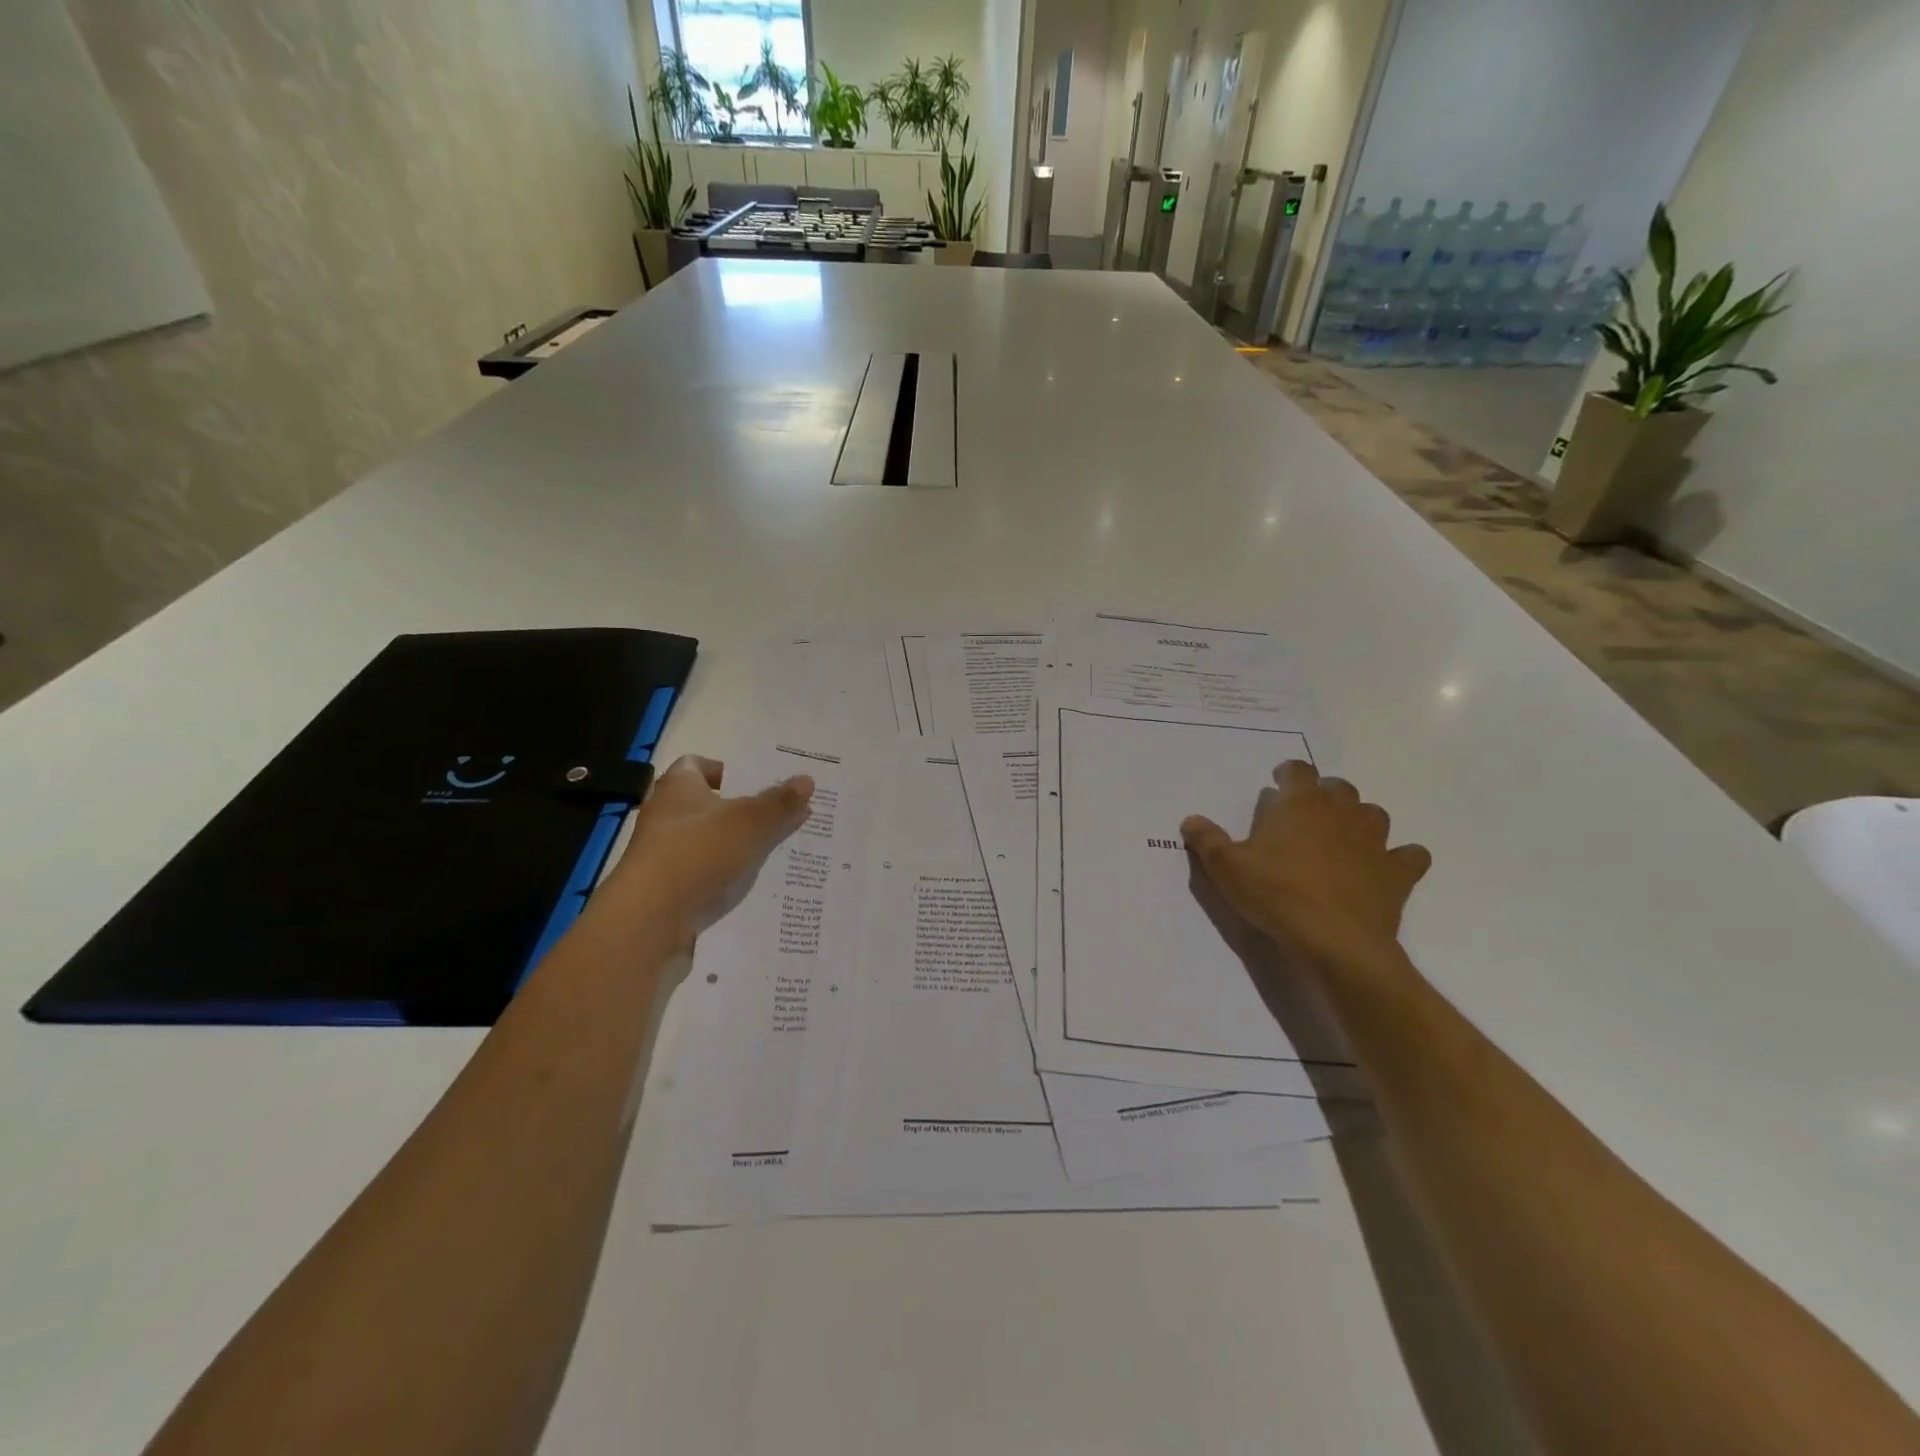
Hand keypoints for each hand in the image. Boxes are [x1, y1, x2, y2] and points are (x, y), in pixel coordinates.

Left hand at [601, 755, 814, 940]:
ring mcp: (666, 854)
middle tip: (785, 814)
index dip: (728, 770)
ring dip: (741, 845)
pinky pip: (707, 874)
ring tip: (782, 849)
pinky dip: (730, 876)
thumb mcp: (749, 822)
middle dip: (746, 810)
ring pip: (712, 842)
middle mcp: (667, 816)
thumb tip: (807, 780)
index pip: (698, 764)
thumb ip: (779, 802)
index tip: (759, 783)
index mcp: (678, 787)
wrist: (650, 920)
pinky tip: (760, 883)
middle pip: (711, 805)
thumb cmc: (697, 852)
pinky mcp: (669, 888)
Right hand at [1182, 761, 1430, 979]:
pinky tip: (1385, 868)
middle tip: (1305, 814)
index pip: (1298, 770)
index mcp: (1300, 804)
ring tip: (1341, 837)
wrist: (1335, 940)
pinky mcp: (1397, 873)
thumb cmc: (1276, 894)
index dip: (1288, 773)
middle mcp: (1341, 813)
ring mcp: (1375, 842)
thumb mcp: (1226, 867)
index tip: (1278, 782)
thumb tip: (1190, 820)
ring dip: (1359, 819)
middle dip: (1324, 794)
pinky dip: (1399, 857)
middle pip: (1339, 787)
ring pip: (1374, 814)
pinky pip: (1409, 855)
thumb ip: (1207, 839)